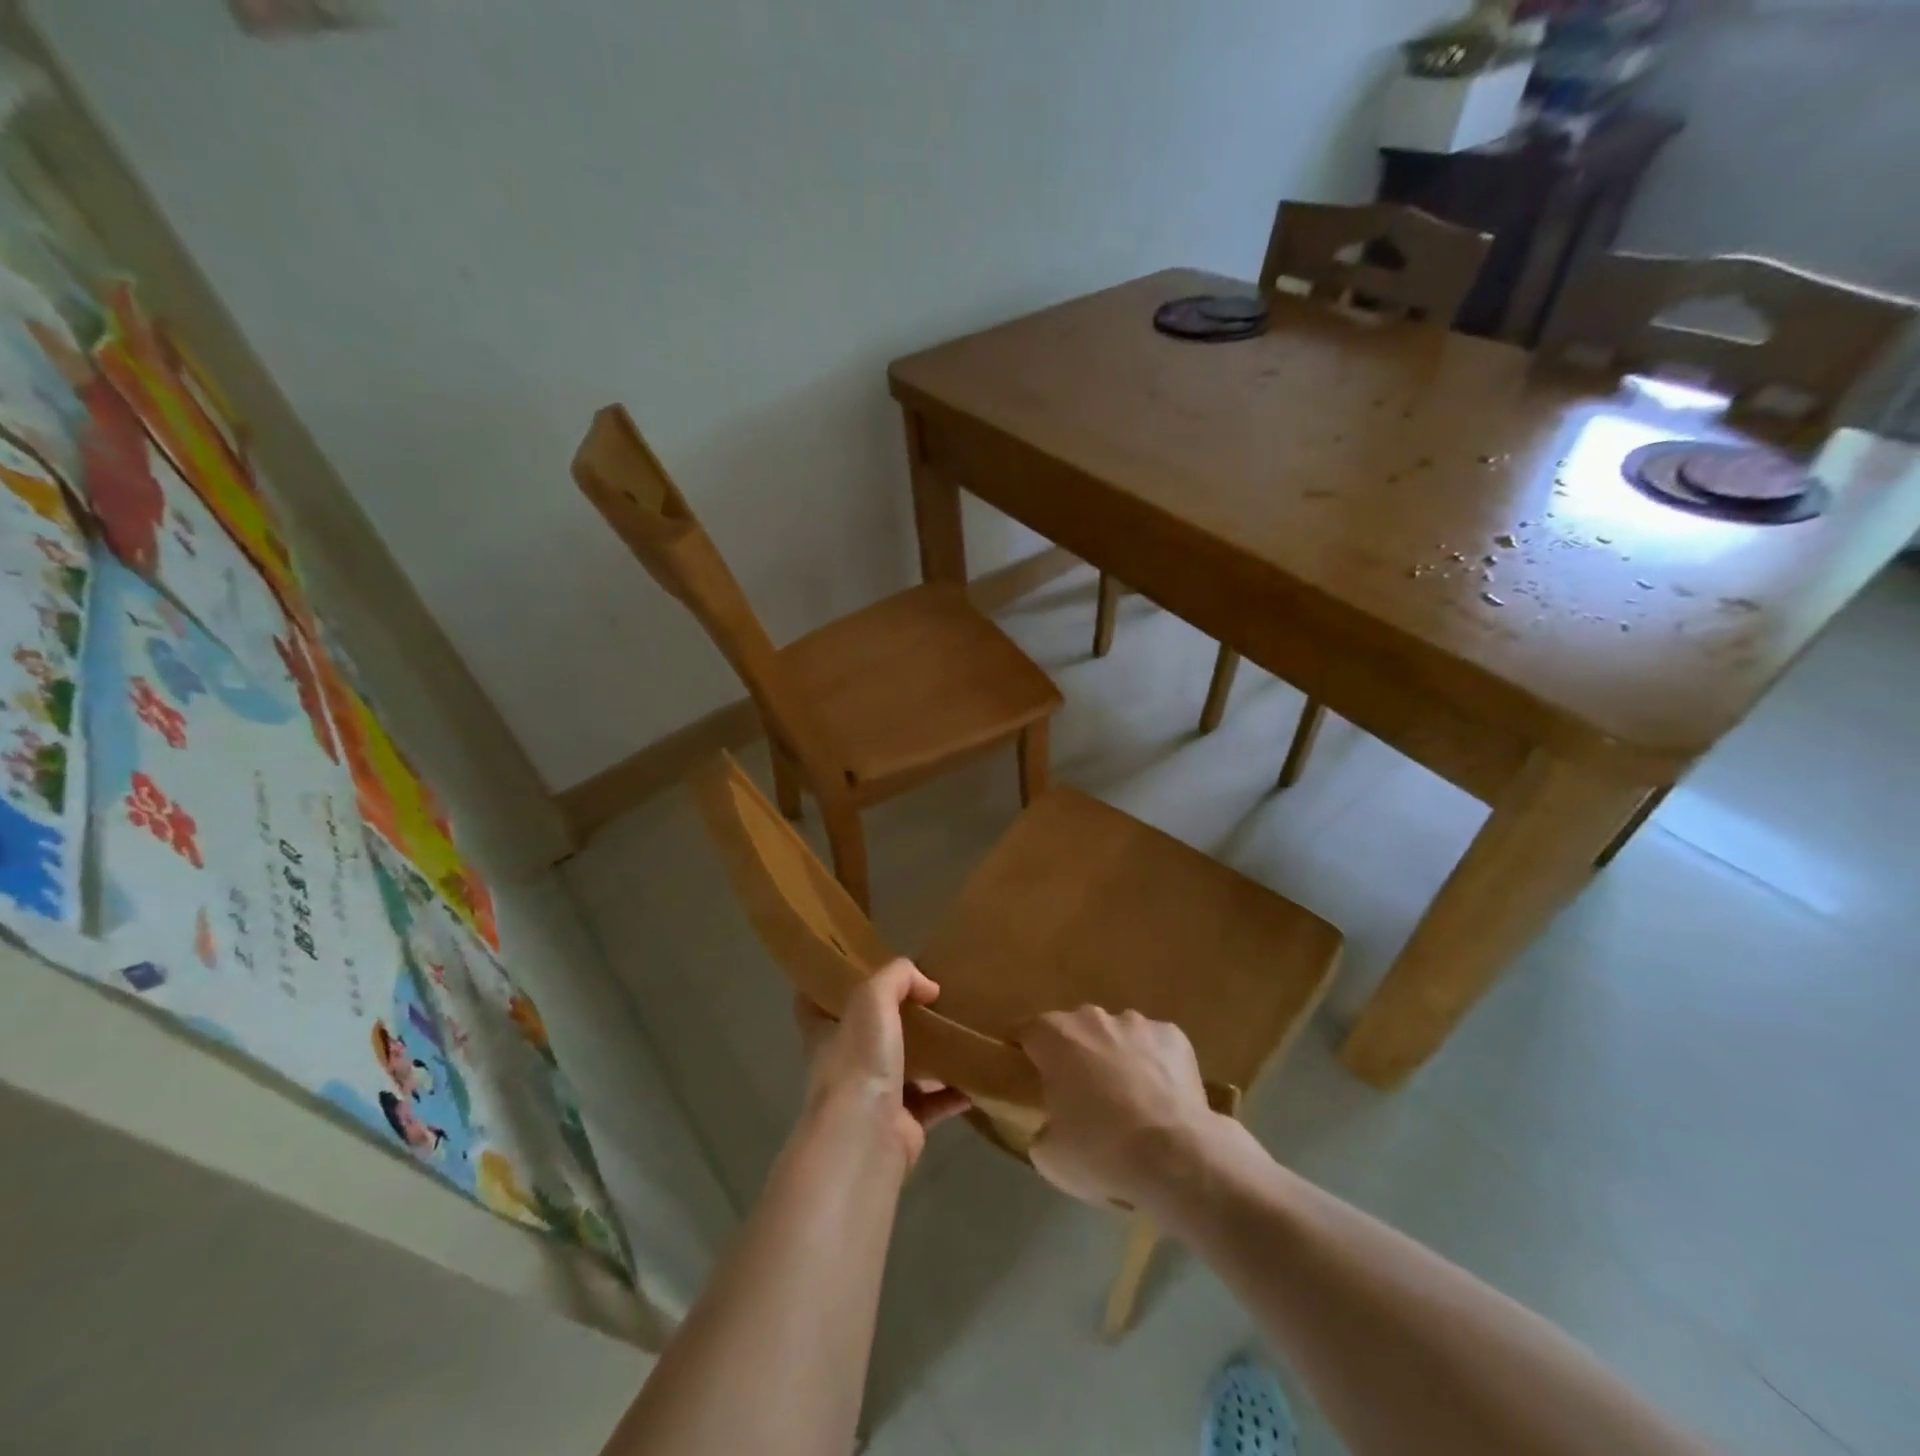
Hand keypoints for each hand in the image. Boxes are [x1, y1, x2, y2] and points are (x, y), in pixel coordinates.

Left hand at [795, 958, 969, 1168]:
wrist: (867, 1136)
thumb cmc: (859, 1061)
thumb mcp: (873, 998)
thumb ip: (897, 978)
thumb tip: (927, 986)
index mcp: (826, 1034)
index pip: (814, 1004)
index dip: (829, 986)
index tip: (854, 969)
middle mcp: (845, 1064)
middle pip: (866, 1034)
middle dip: (892, 1018)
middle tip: (926, 997)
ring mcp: (872, 1097)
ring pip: (902, 1069)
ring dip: (927, 1055)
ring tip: (957, 1032)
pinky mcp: (901, 1125)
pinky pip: (931, 1103)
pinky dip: (952, 1093)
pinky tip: (974, 1078)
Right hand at [1015, 1007, 1220, 1209]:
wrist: (1175, 1156)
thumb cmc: (1101, 1151)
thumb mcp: (1049, 1156)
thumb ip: (1041, 1129)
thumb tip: (1050, 1126)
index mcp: (1054, 1037)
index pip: (1024, 1031)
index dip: (1021, 1051)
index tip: (1024, 1074)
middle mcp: (1091, 1018)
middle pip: (1073, 1029)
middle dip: (1073, 1054)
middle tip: (1079, 1095)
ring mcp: (1135, 1022)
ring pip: (1115, 1034)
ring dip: (1114, 1056)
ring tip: (1126, 1098)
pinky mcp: (1172, 1034)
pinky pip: (1153, 1044)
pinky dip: (1152, 1063)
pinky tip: (1160, 1097)